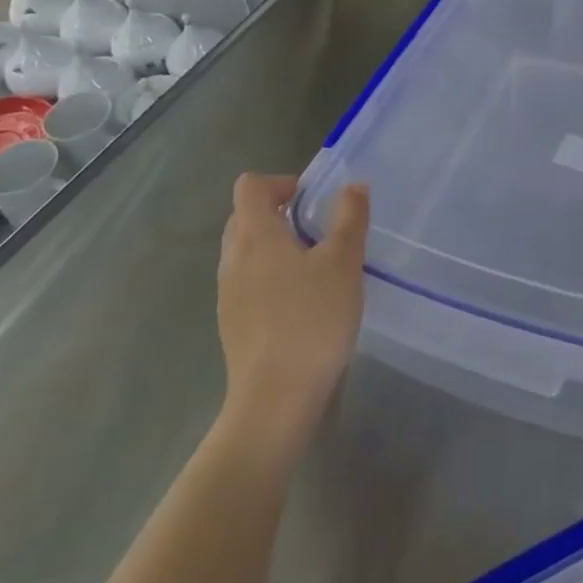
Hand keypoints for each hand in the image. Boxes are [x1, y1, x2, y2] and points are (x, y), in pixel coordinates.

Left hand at [217, 174, 368, 447]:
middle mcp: (233, 258)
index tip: (314, 201)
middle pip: (245, 216)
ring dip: (277, 247)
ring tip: (315, 268)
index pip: (251, 185)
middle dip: (280, 213)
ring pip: (247, 251)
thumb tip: (354, 185)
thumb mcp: (343, 263)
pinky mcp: (233, 323)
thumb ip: (349, 219)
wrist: (275, 400)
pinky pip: (248, 282)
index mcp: (255, 235)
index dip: (282, 182)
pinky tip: (303, 304)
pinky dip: (271, 278)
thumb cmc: (311, 321)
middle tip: (320, 231)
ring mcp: (228, 293)